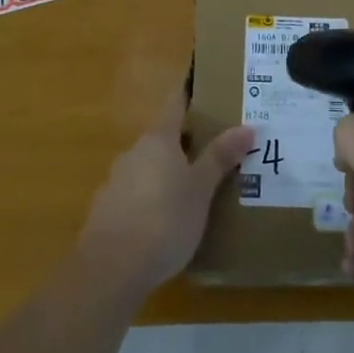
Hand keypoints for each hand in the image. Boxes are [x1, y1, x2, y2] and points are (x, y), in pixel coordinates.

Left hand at [78, 86, 255, 296]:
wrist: (110, 269)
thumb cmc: (163, 220)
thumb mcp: (200, 190)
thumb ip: (220, 158)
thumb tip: (247, 127)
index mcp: (158, 140)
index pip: (175, 104)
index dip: (189, 93)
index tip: (203, 83)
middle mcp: (134, 153)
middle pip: (163, 138)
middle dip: (186, 142)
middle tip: (214, 148)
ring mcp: (116, 182)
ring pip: (148, 167)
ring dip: (168, 173)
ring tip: (194, 190)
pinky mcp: (106, 212)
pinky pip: (136, 195)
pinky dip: (152, 199)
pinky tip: (166, 222)